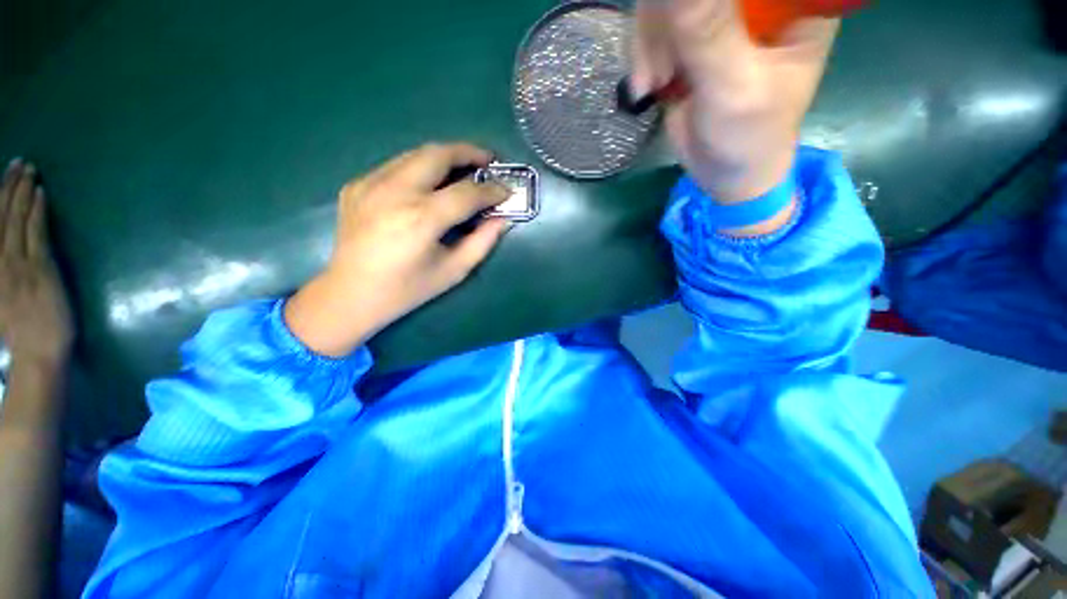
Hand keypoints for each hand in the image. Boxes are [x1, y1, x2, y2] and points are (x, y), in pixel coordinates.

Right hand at [0, 159, 72, 364]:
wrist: (36, 352)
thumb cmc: (15, 334)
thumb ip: (0, 270)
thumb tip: (2, 242)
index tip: (5, 176)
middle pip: (1, 215)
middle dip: (9, 186)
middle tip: (19, 162)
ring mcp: (18, 262)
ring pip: (18, 219)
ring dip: (23, 192)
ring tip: (30, 171)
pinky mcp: (40, 268)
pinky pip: (36, 233)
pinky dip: (37, 212)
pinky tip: (41, 194)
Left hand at [285, 143, 509, 356]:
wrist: (350, 294)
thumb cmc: (407, 290)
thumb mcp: (453, 271)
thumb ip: (482, 242)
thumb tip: (503, 219)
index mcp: (421, 219)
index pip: (467, 193)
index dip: (492, 190)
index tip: (508, 190)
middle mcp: (394, 192)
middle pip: (438, 155)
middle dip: (469, 152)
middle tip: (488, 161)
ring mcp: (370, 184)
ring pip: (416, 154)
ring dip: (445, 157)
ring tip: (464, 168)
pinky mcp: (357, 185)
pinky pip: (397, 166)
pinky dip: (421, 169)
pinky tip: (429, 185)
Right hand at [632, 0, 837, 202]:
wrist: (727, 174)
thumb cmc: (748, 136)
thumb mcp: (732, 86)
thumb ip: (707, 32)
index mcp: (791, 2)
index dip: (701, 2)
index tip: (682, 25)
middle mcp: (756, 2)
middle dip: (665, 17)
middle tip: (659, 66)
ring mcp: (720, 17)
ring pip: (668, 2)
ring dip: (649, 42)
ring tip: (652, 84)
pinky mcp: (691, 41)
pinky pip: (655, 27)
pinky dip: (643, 56)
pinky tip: (647, 87)